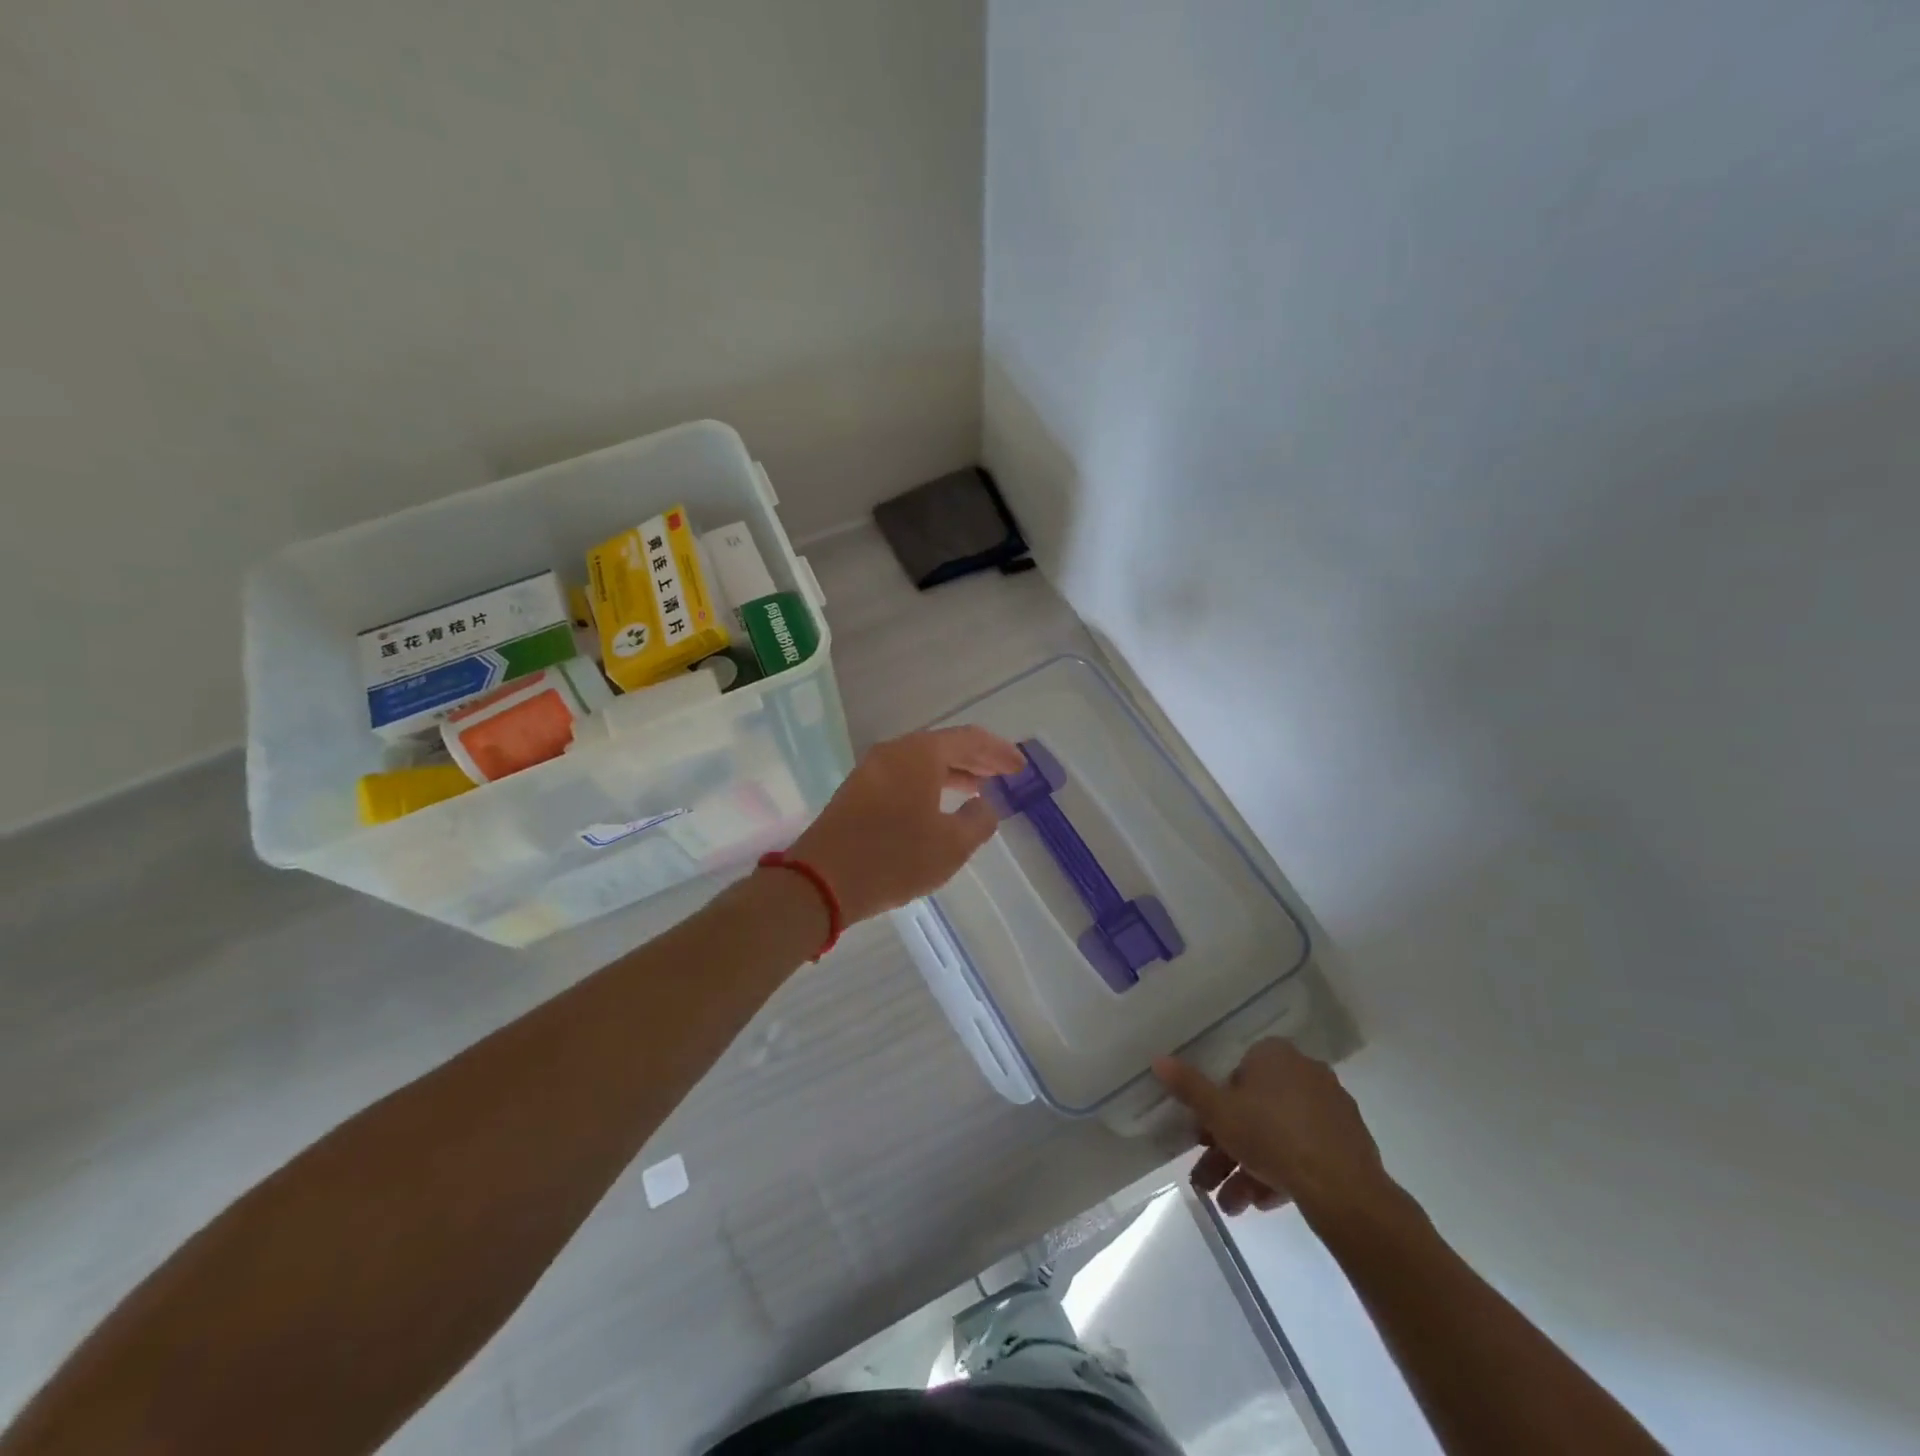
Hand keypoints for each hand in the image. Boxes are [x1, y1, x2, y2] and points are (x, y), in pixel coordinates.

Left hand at [789, 726, 1026, 924]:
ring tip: (979, 789)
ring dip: (952, 772)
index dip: (999, 752)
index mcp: (919, 754)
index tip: (1021, 767)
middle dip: (977, 759)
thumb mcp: (951, 846)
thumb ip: (978, 821)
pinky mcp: (857, 791)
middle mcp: (894, 752)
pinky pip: (903, 776)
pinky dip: (929, 784)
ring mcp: (871, 770)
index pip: (969, 739)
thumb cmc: (894, 859)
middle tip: (1004, 773)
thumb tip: (985, 806)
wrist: (821, 881)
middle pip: (944, 746)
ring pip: (921, 762)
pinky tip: (940, 805)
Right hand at [1153, 1039, 1395, 1224]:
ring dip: (1248, 1168)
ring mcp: (1330, 1108)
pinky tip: (1262, 1204)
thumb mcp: (1218, 1113)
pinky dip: (1281, 1173)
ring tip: (1231, 1206)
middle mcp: (1305, 1072)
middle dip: (1228, 1148)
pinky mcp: (1349, 1143)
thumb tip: (1158, 1059)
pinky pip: (1304, 1152)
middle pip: (1254, 1109)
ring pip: (1278, 1135)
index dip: (1216, 1107)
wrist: (1344, 1191)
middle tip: (1208, 1179)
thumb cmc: (1271, 1137)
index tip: (1203, 1136)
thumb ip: (1188, 1086)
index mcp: (1273, 1055)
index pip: (1235, 1074)